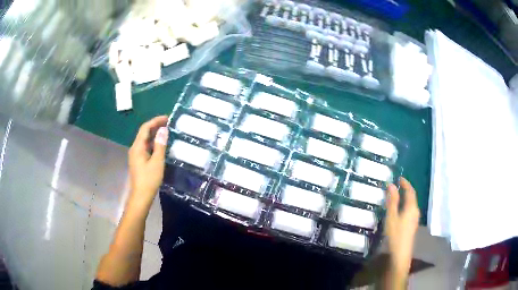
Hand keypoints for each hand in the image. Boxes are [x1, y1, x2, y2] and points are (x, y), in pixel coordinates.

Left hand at [128, 116, 168, 208]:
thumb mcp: (157, 162)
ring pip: (145, 140)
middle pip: (144, 133)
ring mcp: (136, 155)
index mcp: (137, 147)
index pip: (145, 128)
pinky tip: (161, 145)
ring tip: (166, 132)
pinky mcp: (138, 161)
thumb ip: (160, 145)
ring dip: (154, 134)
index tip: (167, 118)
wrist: (141, 196)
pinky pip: (146, 147)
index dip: (155, 121)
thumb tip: (163, 129)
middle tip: (169, 123)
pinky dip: (153, 143)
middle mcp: (135, 148)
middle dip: (155, 126)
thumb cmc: (149, 179)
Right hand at [385, 177, 419, 287]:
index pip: (410, 190)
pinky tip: (400, 208)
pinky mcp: (413, 223)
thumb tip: (391, 185)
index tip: (399, 177)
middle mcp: (415, 210)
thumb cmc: (396, 234)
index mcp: (411, 207)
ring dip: (406, 196)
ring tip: (398, 194)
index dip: (405, 183)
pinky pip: (411, 208)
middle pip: (412, 196)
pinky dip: (406, 203)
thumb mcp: (391, 217)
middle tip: (398, 184)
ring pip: (412, 203)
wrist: (401, 252)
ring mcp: (415, 218)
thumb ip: (392, 201)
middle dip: (406, 189)